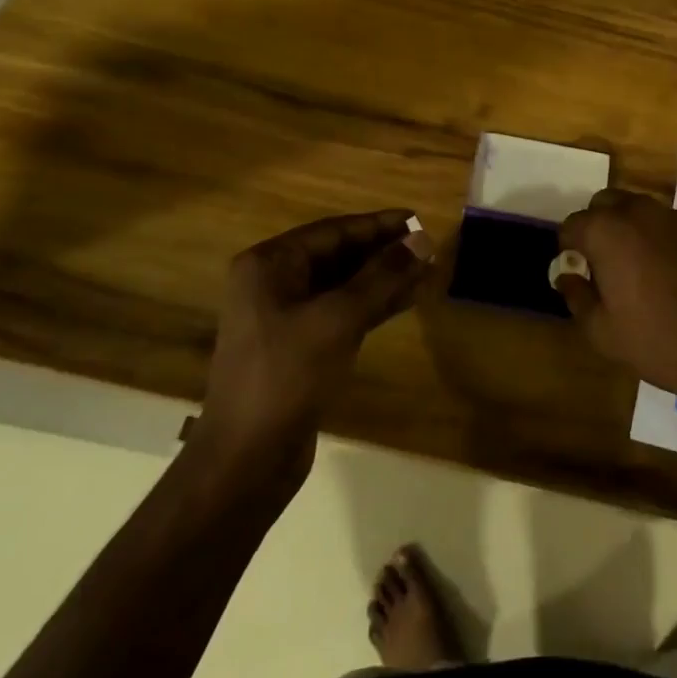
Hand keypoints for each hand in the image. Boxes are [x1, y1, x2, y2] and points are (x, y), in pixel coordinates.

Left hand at [196, 210, 434, 480]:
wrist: (247, 459)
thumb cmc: (287, 376)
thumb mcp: (338, 319)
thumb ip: (382, 276)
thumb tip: (423, 239)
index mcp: (269, 265)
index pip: (333, 231)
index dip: (377, 225)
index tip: (417, 218)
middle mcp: (273, 284)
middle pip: (338, 256)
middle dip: (383, 252)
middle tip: (428, 247)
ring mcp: (285, 317)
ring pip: (343, 286)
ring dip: (383, 279)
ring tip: (427, 271)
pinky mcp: (301, 347)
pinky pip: (342, 313)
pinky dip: (373, 305)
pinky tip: (407, 300)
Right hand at [556, 189, 676, 402]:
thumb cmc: (657, 340)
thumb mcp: (602, 331)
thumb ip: (577, 297)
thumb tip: (566, 276)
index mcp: (607, 231)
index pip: (572, 225)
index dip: (568, 248)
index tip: (575, 272)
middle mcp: (638, 212)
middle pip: (604, 204)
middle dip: (595, 226)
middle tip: (599, 264)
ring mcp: (673, 218)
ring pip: (636, 208)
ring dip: (625, 228)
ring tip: (630, 269)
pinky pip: (663, 223)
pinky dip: (653, 236)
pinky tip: (661, 273)